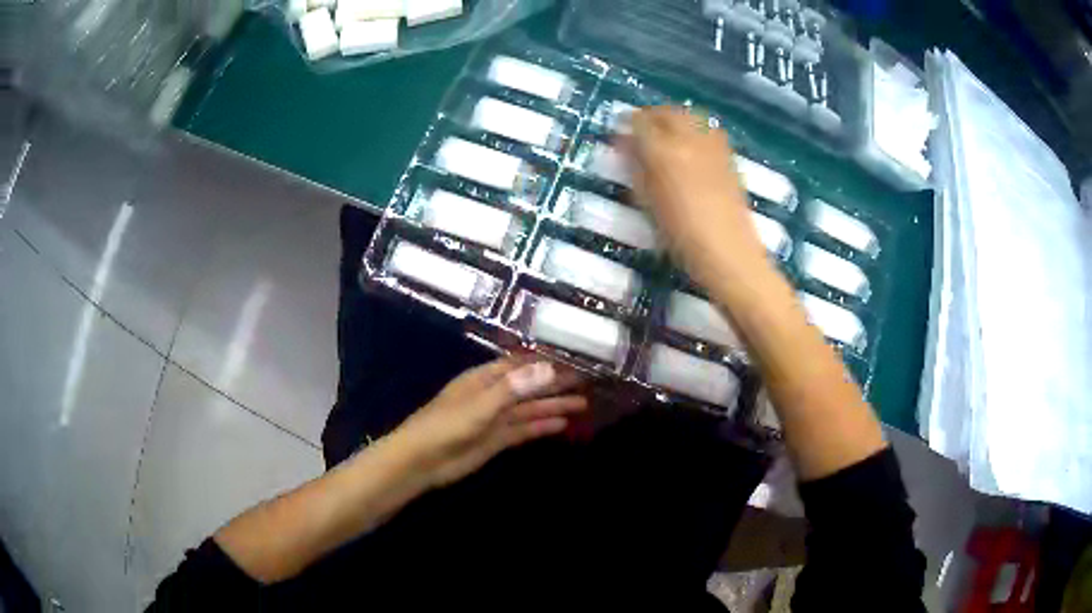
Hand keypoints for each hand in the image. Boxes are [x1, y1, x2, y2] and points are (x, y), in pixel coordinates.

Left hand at [393, 358, 586, 488]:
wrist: (422, 461)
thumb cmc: (446, 426)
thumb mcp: (480, 405)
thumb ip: (514, 388)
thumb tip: (548, 367)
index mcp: (485, 378)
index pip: (521, 364)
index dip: (546, 362)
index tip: (574, 360)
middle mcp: (493, 395)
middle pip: (530, 386)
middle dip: (556, 384)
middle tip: (587, 383)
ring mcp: (495, 418)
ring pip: (530, 409)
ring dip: (554, 406)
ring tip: (583, 404)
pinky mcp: (496, 440)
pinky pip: (524, 429)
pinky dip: (542, 426)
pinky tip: (562, 425)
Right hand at [623, 106, 768, 288]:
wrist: (728, 253)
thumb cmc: (680, 236)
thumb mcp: (648, 203)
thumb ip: (635, 169)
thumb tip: (625, 146)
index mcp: (663, 152)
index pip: (640, 122)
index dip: (627, 123)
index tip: (622, 132)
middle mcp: (689, 140)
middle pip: (667, 112)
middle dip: (652, 115)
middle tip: (642, 129)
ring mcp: (713, 146)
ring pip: (690, 116)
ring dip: (675, 119)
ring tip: (667, 134)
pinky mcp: (729, 156)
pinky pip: (708, 130)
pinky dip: (695, 130)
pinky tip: (692, 147)